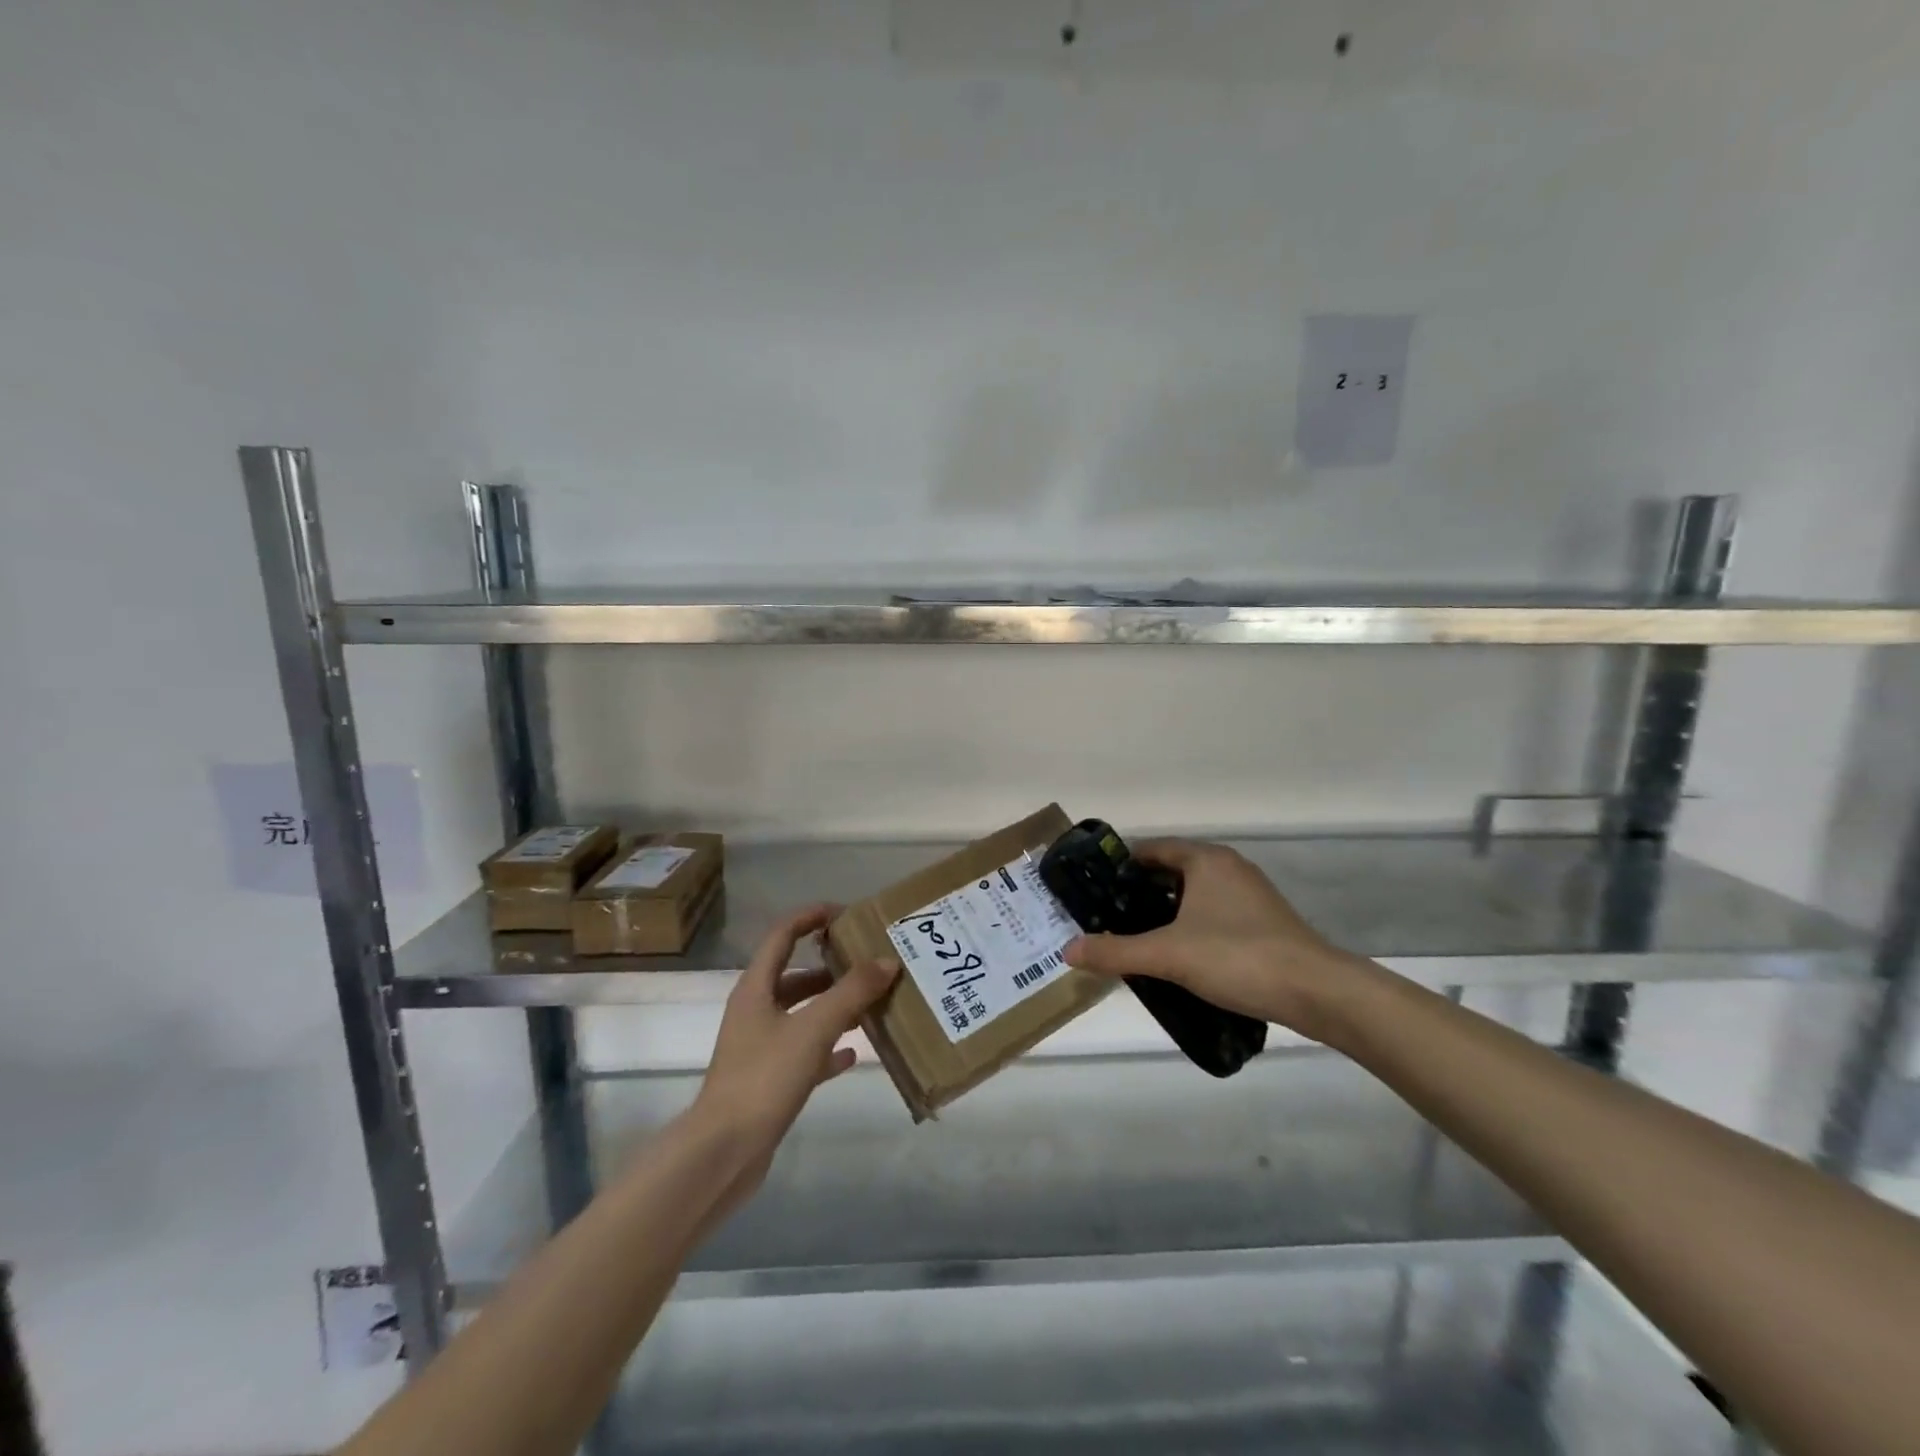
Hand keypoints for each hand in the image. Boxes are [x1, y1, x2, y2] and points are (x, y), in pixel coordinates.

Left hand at [692, 905, 898, 1160]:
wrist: (724, 1152)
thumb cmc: (764, 1078)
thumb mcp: (813, 1028)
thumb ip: (851, 992)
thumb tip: (887, 961)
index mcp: (756, 989)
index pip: (782, 935)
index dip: (810, 917)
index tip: (845, 913)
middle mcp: (755, 1011)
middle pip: (795, 976)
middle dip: (831, 968)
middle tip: (869, 963)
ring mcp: (760, 1047)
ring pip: (802, 1014)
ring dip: (833, 1007)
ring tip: (870, 1004)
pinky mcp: (768, 1080)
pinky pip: (804, 1052)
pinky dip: (828, 1048)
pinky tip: (854, 1053)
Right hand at [1062, 839, 1364, 1039]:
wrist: (1318, 993)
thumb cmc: (1238, 957)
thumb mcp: (1168, 954)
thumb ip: (1116, 951)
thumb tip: (1068, 951)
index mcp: (1206, 860)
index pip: (1152, 849)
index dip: (1120, 868)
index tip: (1094, 892)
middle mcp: (1228, 868)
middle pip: (1171, 872)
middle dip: (1139, 895)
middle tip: (1108, 920)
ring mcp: (1250, 895)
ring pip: (1194, 896)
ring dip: (1165, 914)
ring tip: (1135, 941)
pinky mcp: (1264, 923)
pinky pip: (1213, 915)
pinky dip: (1190, 928)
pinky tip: (1178, 958)